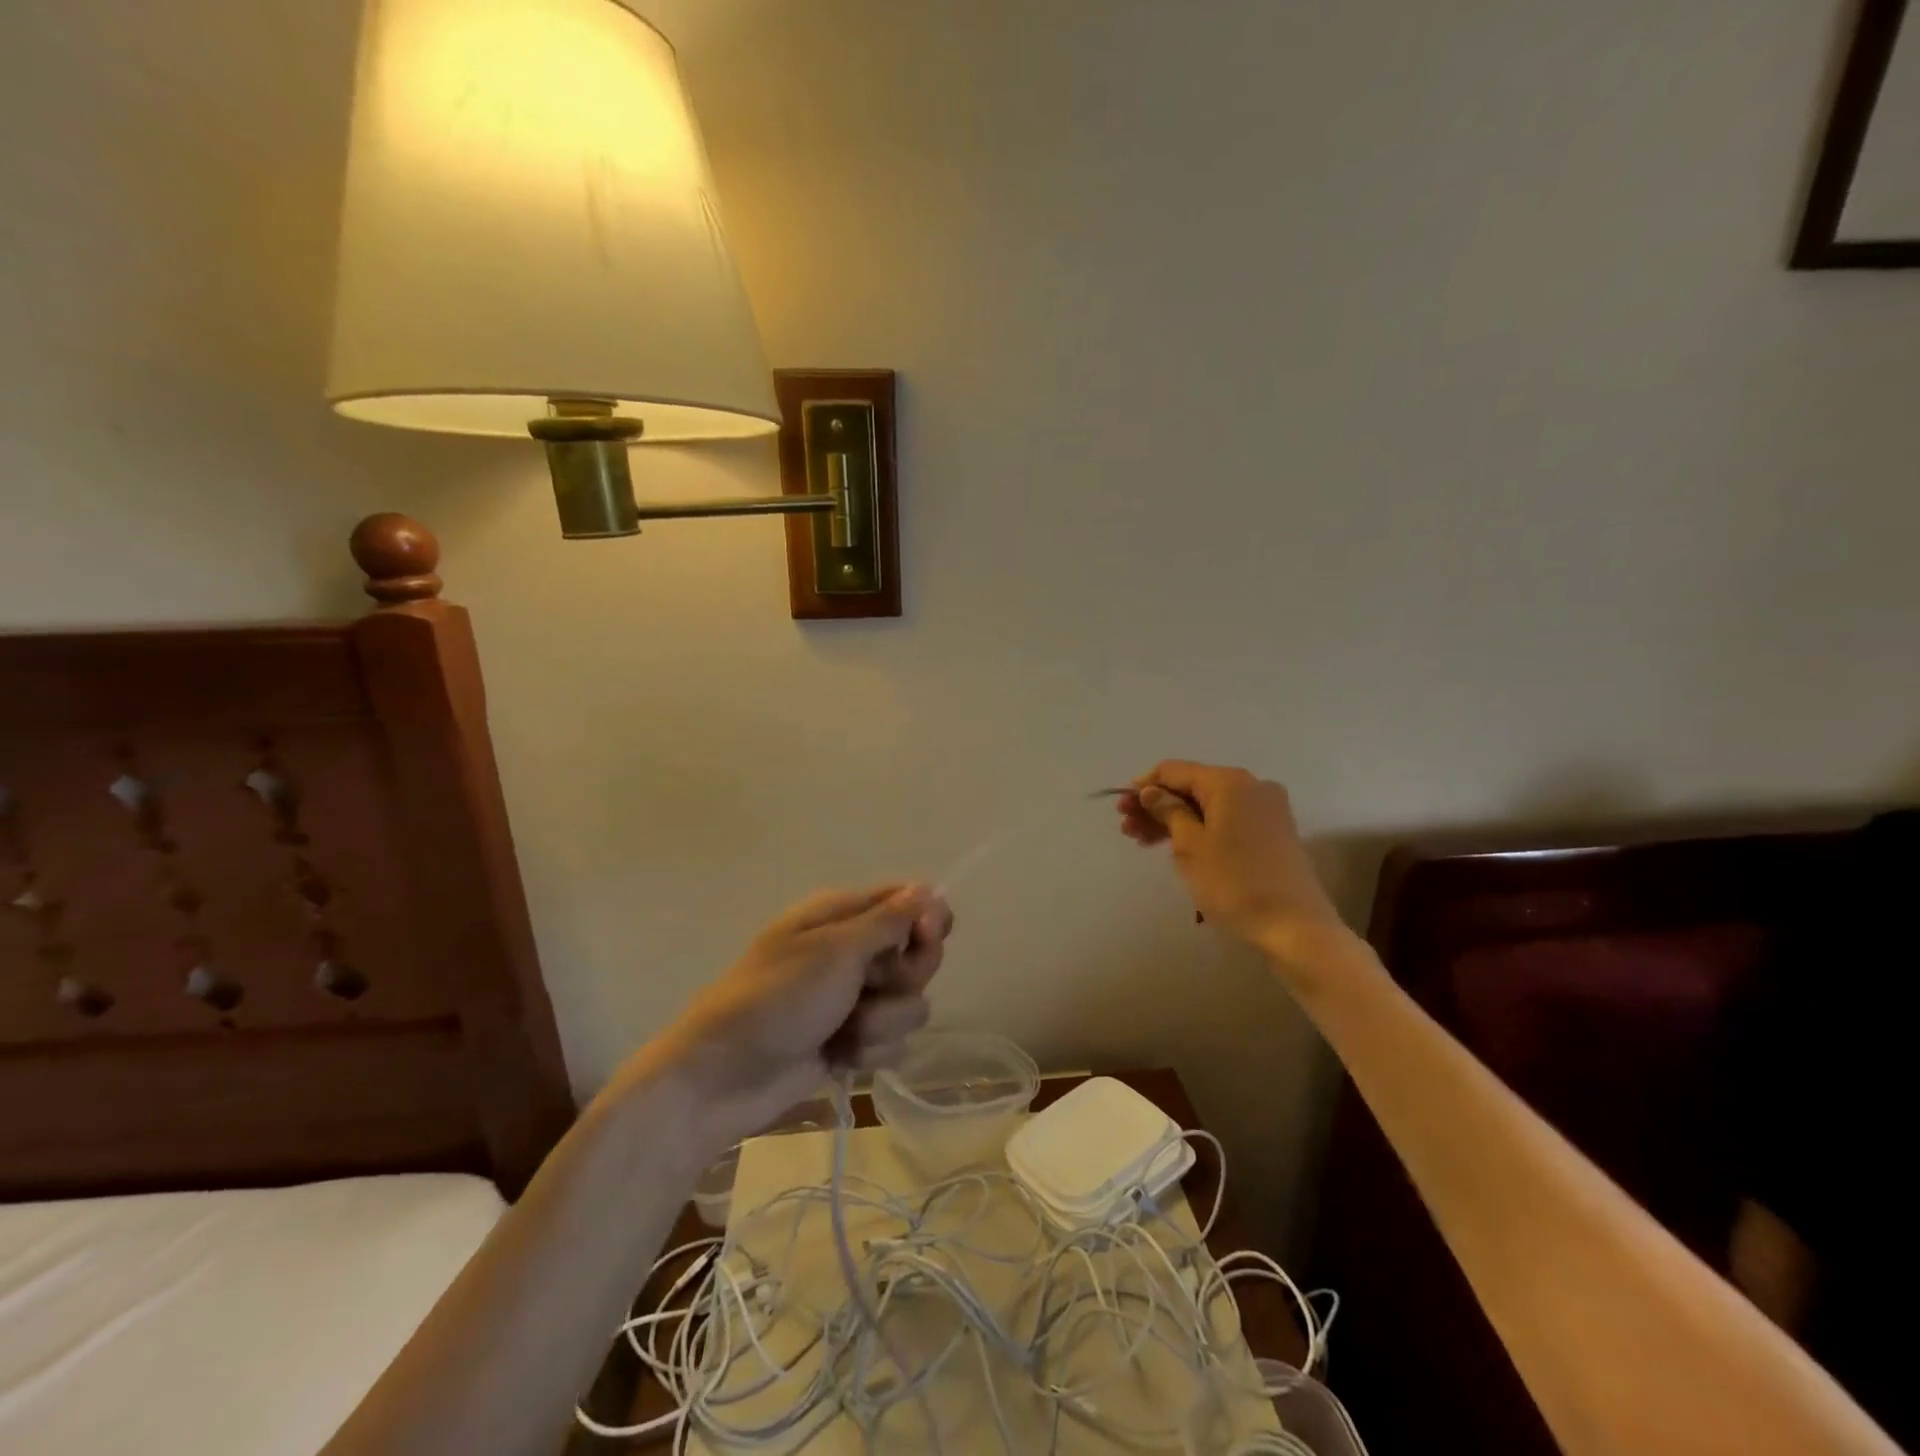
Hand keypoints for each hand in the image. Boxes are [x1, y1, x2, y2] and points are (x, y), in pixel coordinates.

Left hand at [653, 885, 953, 1147]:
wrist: (723, 1077)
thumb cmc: (777, 998)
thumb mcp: (835, 950)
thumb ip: (889, 921)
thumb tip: (929, 888)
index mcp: (845, 915)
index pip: (911, 901)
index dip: (928, 919)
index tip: (925, 936)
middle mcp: (854, 950)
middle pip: (919, 955)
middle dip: (903, 978)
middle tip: (870, 986)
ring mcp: (854, 998)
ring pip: (909, 1004)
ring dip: (881, 1022)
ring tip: (844, 1030)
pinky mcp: (852, 1040)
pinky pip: (892, 1042)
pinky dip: (868, 1052)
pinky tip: (838, 1056)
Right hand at [1117, 761, 1345, 958]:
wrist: (1294, 927)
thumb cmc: (1234, 883)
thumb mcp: (1190, 846)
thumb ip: (1168, 811)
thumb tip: (1151, 791)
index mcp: (1229, 782)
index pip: (1175, 770)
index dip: (1145, 784)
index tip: (1121, 806)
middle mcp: (1252, 786)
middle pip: (1193, 786)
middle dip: (1157, 804)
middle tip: (1126, 827)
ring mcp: (1266, 809)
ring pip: (1209, 805)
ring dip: (1175, 819)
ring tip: (1143, 841)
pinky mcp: (1273, 832)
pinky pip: (1227, 819)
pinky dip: (1200, 828)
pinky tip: (1177, 846)